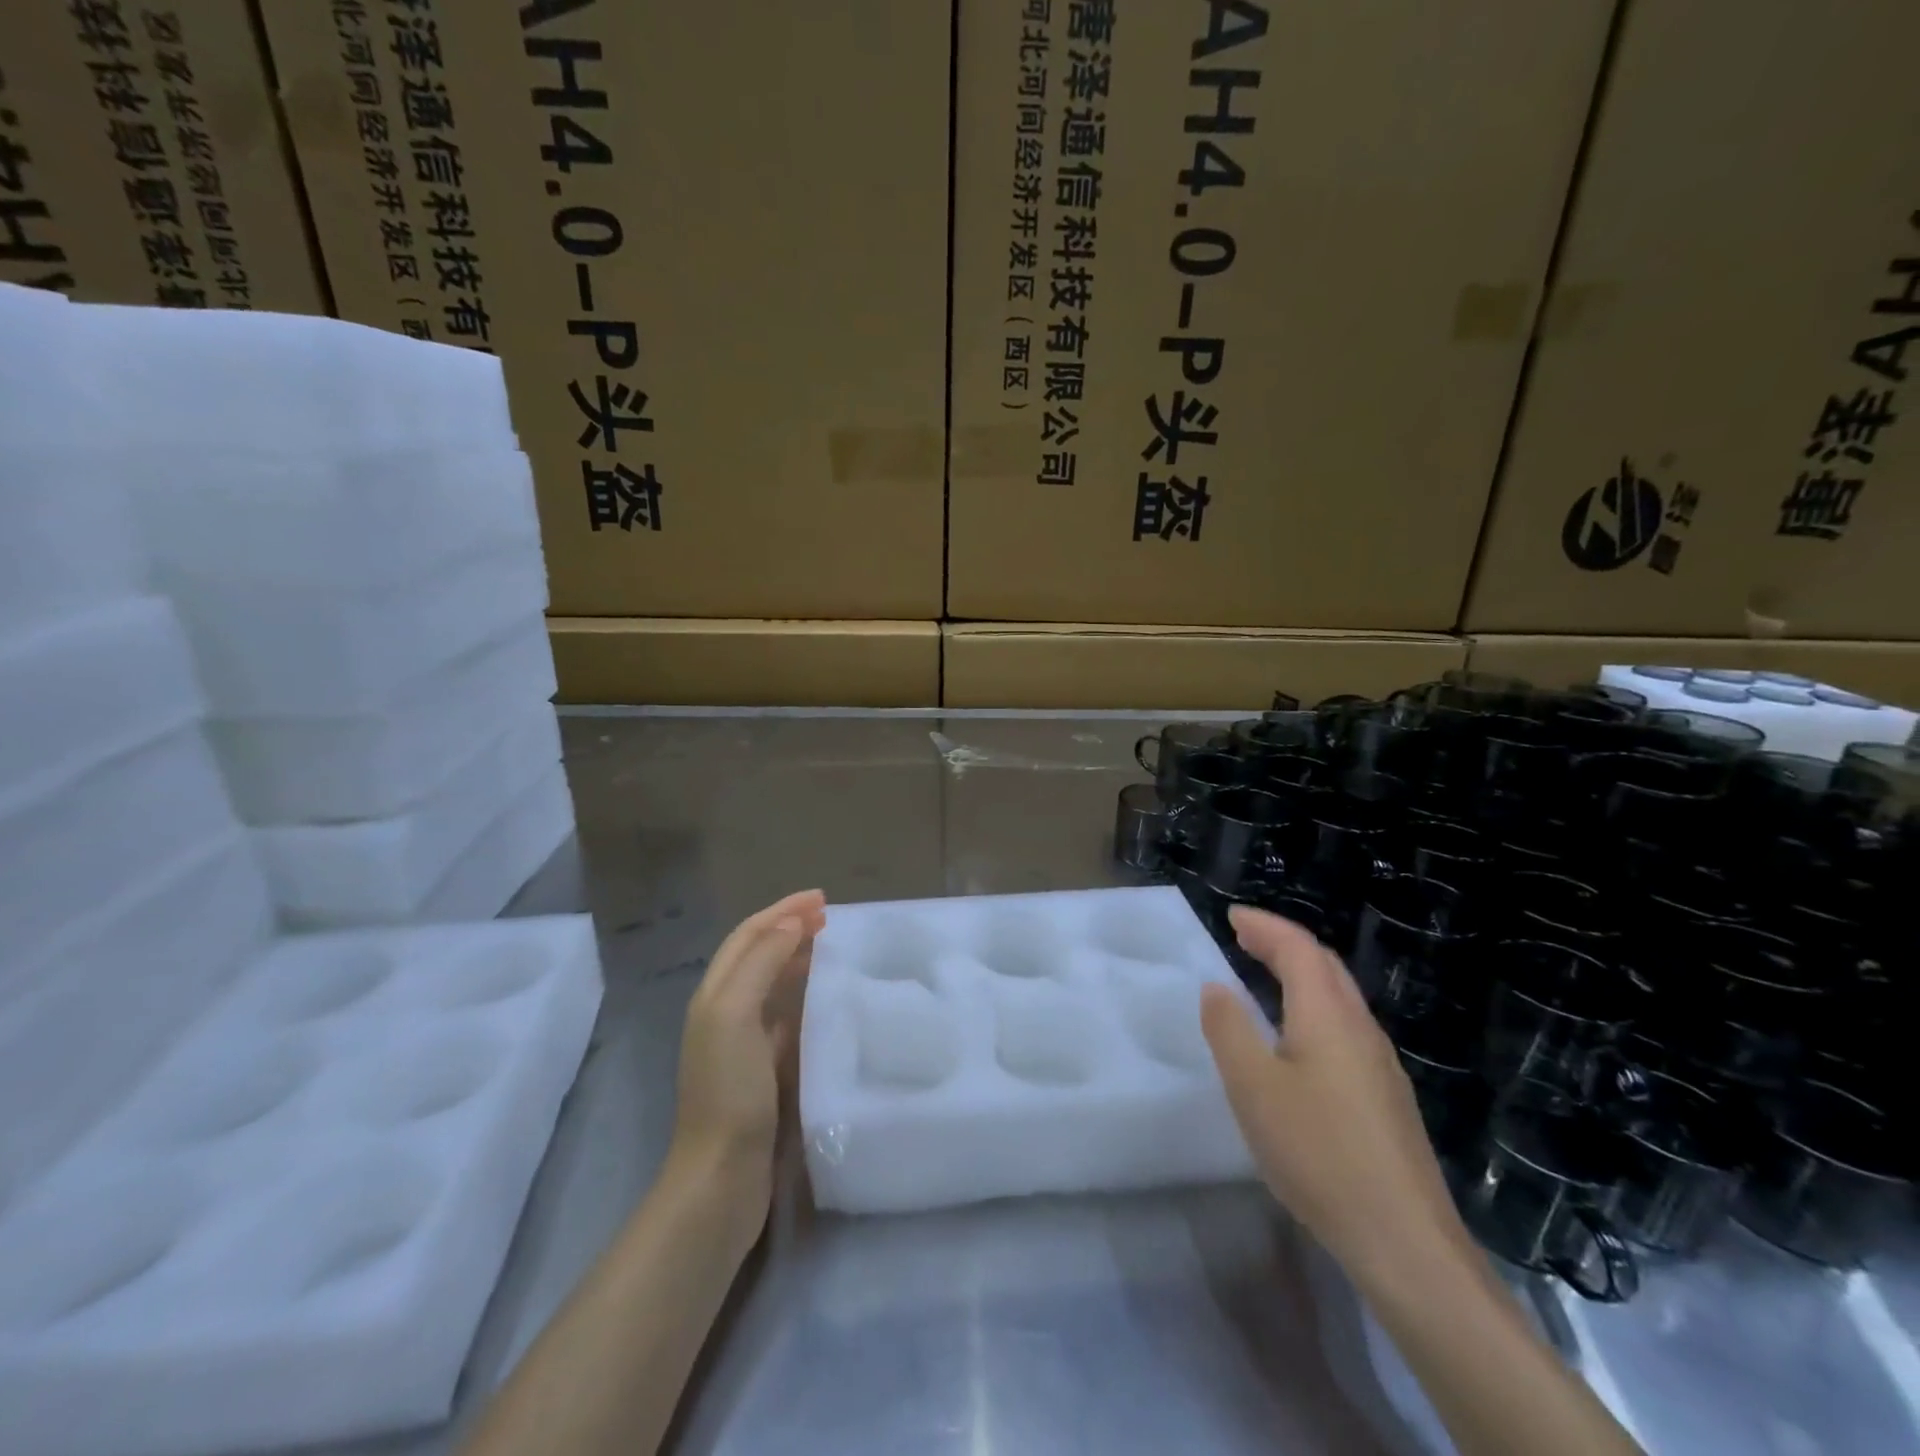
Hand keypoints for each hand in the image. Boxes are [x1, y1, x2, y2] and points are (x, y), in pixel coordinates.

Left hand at [668, 890, 826, 1214]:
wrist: (722, 1177)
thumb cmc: (729, 1090)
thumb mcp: (735, 1015)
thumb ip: (761, 964)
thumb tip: (791, 923)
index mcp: (715, 995)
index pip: (749, 936)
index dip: (782, 911)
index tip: (822, 900)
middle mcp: (727, 1012)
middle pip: (760, 955)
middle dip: (792, 929)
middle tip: (832, 919)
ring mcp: (746, 1043)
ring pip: (775, 985)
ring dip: (801, 960)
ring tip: (834, 949)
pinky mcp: (767, 1070)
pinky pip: (790, 1018)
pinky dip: (808, 998)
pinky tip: (830, 1000)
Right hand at [1200, 906, 1471, 1283]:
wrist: (1404, 1242)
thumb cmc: (1318, 1152)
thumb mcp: (1253, 1087)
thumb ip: (1228, 1028)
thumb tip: (1217, 987)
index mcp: (1328, 1015)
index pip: (1298, 947)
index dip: (1264, 925)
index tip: (1231, 915)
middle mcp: (1361, 1028)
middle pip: (1325, 966)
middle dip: (1283, 943)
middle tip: (1244, 938)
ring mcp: (1381, 1065)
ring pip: (1339, 998)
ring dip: (1301, 975)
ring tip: (1265, 979)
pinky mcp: (1387, 1099)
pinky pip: (1346, 1028)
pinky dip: (1314, 1007)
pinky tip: (1298, 1040)